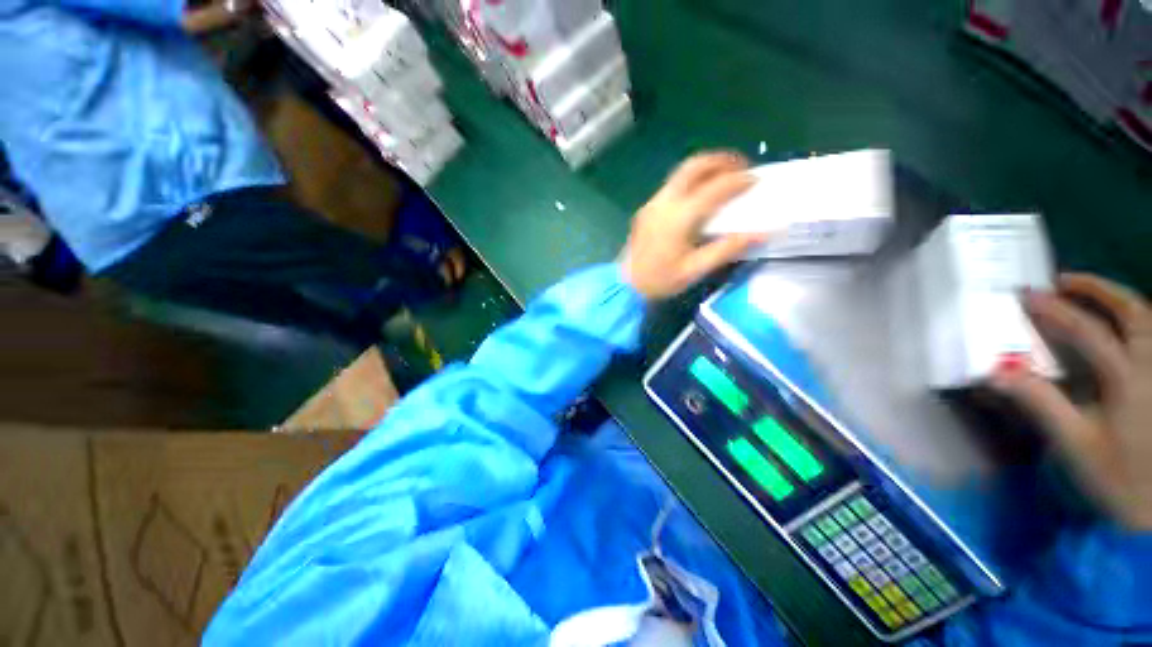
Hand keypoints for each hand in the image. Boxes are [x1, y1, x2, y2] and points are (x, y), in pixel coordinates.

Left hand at [621, 152, 766, 300]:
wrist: (625, 285)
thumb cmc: (660, 280)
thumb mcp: (695, 269)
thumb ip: (726, 249)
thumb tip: (761, 233)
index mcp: (679, 217)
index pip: (714, 188)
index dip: (738, 180)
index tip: (756, 179)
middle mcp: (664, 202)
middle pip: (694, 166)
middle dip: (721, 160)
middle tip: (741, 168)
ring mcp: (652, 203)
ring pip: (681, 173)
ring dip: (705, 168)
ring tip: (724, 176)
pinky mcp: (646, 209)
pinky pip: (672, 185)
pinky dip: (691, 180)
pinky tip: (701, 194)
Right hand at [991, 273, 1151, 530]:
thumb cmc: (1114, 478)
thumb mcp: (1073, 444)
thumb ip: (1040, 404)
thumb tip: (995, 373)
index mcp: (1127, 379)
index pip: (1088, 332)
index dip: (1056, 311)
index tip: (1026, 296)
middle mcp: (1151, 365)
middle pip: (1131, 311)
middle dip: (1097, 289)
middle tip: (1064, 280)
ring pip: (1148, 320)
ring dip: (1117, 300)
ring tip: (1091, 293)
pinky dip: (1138, 321)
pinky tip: (1124, 324)